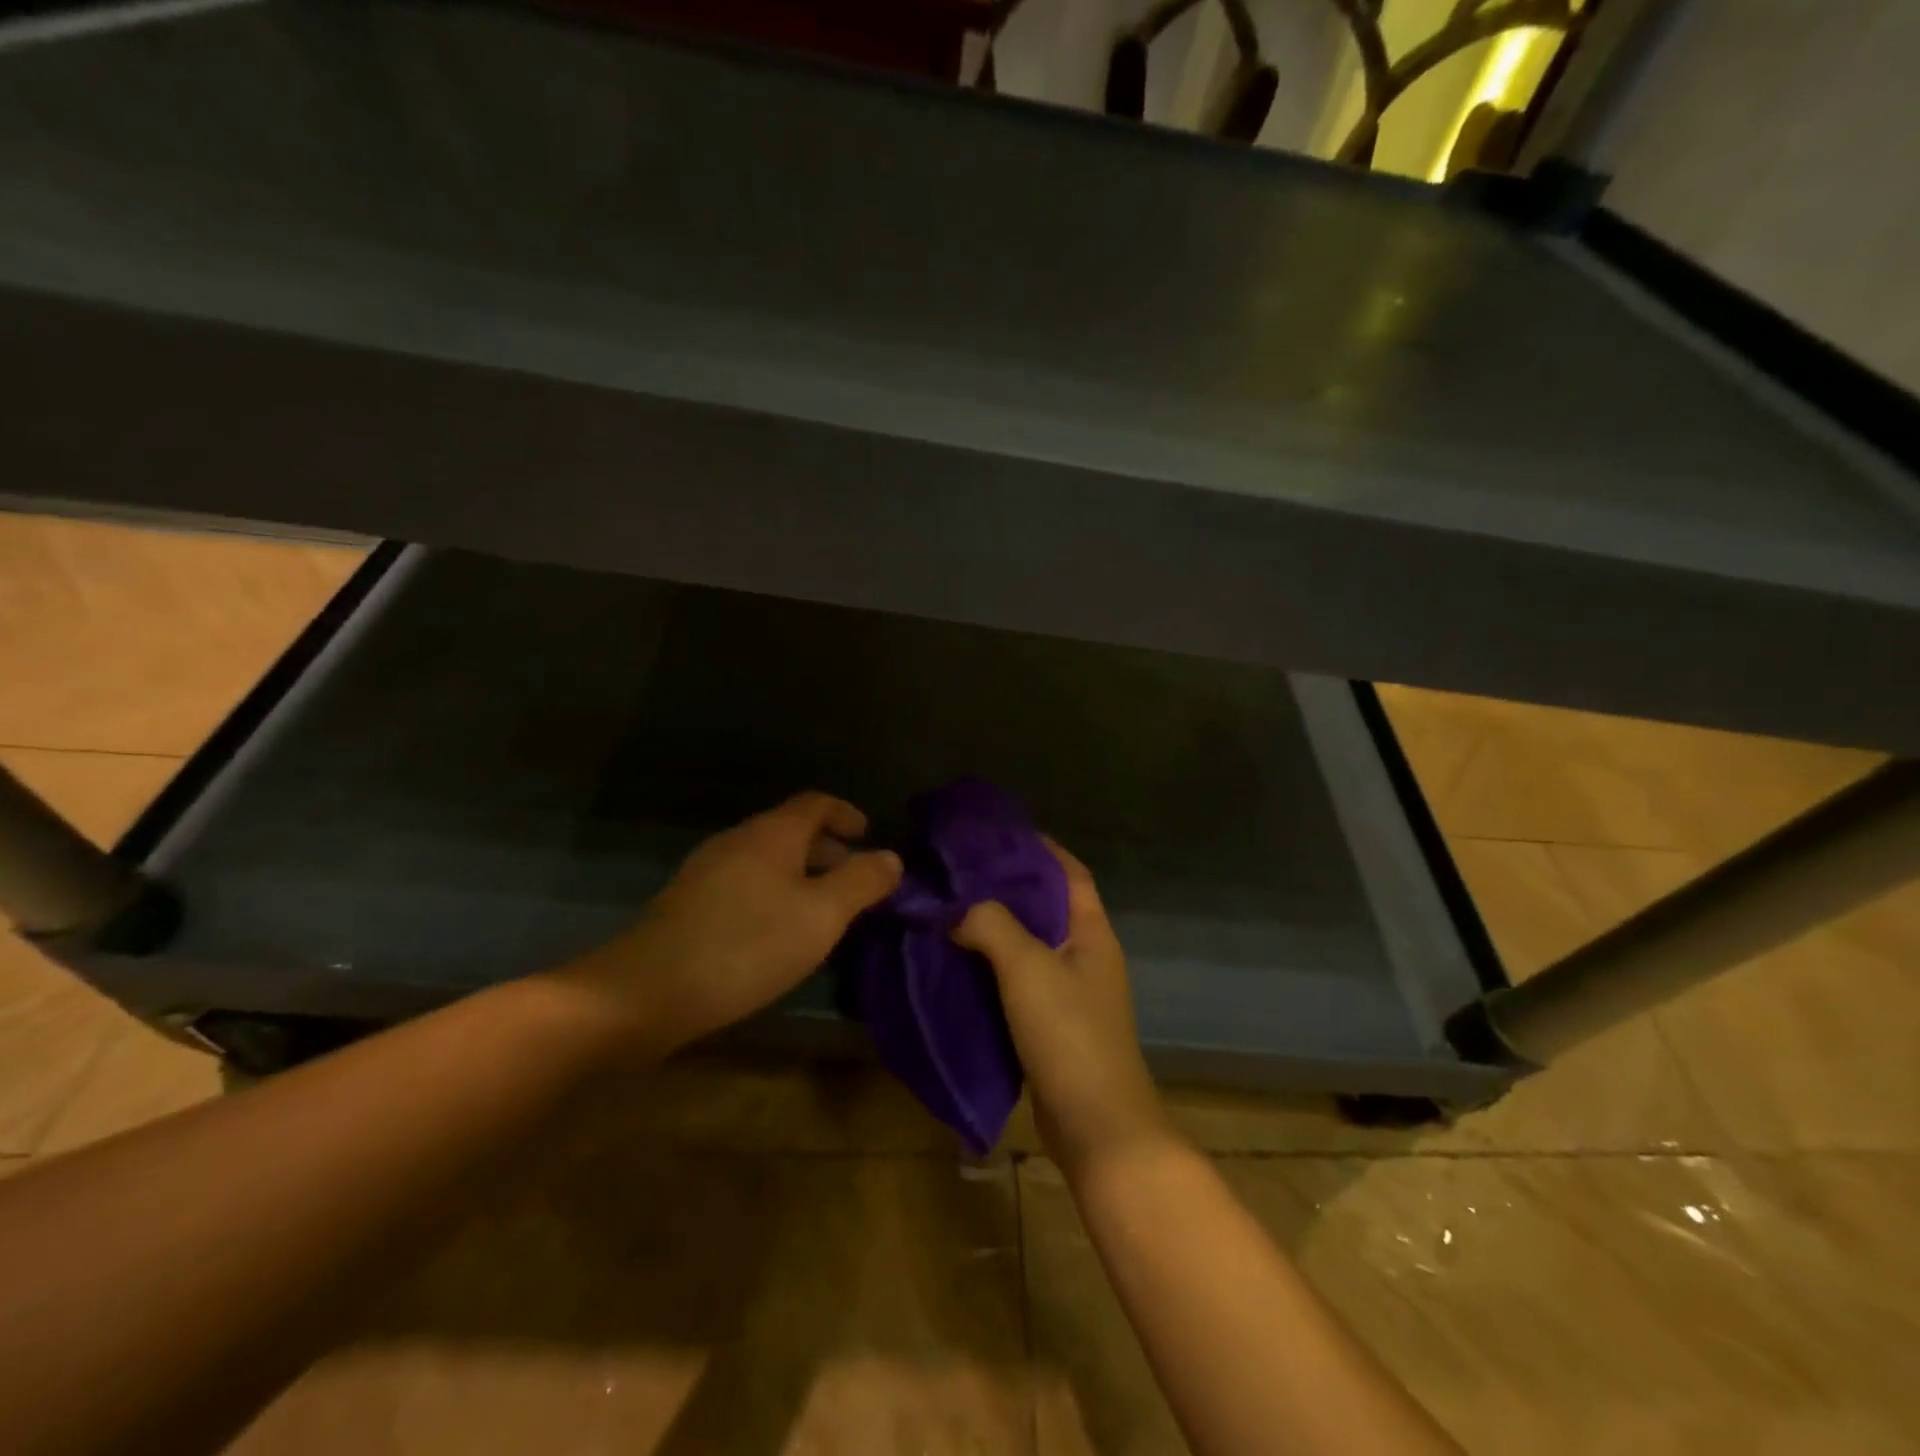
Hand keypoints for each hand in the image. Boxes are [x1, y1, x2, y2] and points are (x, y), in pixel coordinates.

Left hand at [558, 792, 901, 1052]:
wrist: (648, 991)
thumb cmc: (748, 944)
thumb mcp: (822, 915)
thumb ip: (862, 882)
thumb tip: (892, 858)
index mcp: (772, 833)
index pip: (816, 802)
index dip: (846, 814)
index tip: (869, 835)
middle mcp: (738, 841)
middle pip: (791, 831)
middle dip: (829, 852)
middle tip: (856, 883)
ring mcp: (707, 871)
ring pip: (768, 861)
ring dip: (802, 877)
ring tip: (824, 914)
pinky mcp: (688, 904)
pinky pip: (746, 885)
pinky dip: (774, 896)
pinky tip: (778, 935)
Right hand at [953, 840, 1174, 1177]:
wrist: (1096, 1127)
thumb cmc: (1070, 1035)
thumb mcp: (1028, 968)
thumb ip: (992, 926)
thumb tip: (957, 911)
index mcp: (1092, 932)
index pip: (1069, 873)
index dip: (1040, 848)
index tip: (998, 833)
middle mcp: (1085, 955)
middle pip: (1046, 906)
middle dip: (1007, 886)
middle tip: (960, 871)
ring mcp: (1071, 992)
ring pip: (1029, 944)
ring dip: (995, 927)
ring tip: (951, 909)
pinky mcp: (1052, 1024)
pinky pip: (1019, 980)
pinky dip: (992, 966)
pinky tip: (958, 961)